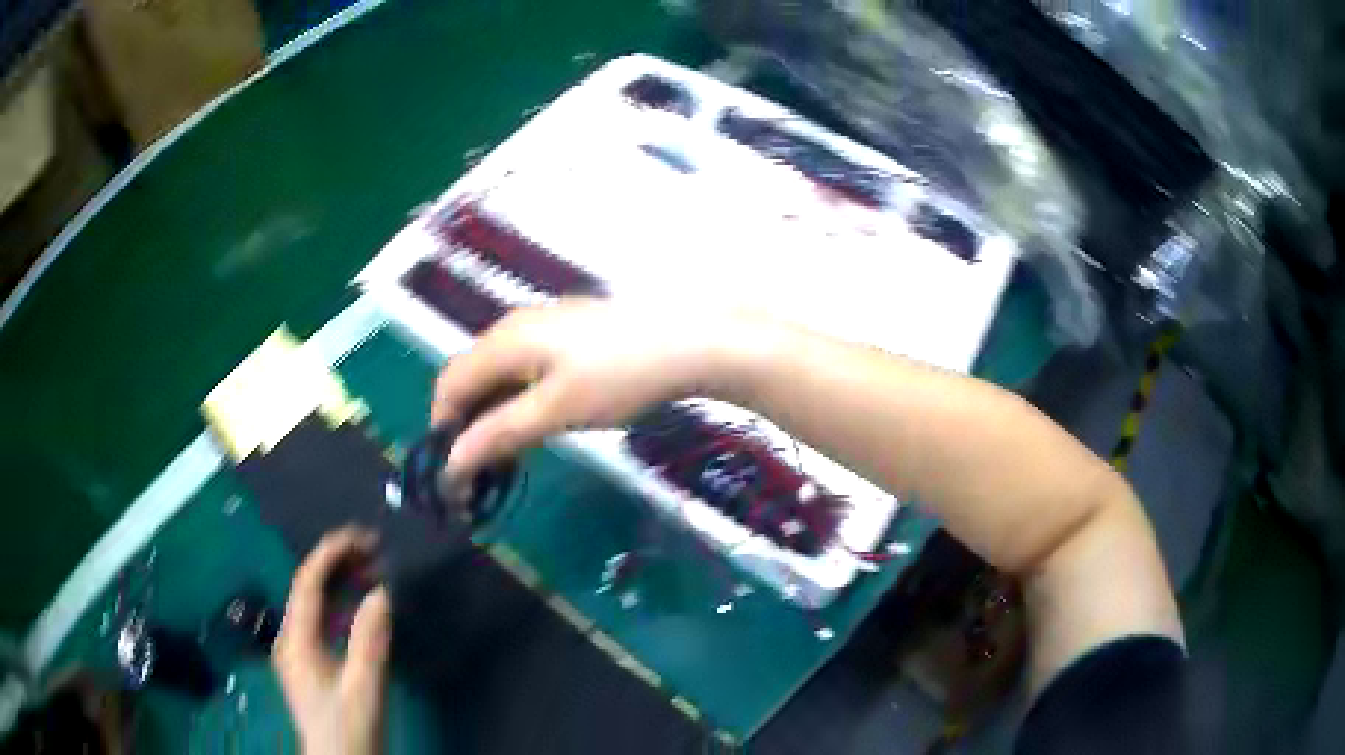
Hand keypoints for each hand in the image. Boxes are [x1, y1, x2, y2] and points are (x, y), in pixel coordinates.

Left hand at [274, 528, 391, 754]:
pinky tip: (358, 605)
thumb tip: (380, 592)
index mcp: (296, 640)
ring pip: (313, 603)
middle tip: (375, 550)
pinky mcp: (307, 663)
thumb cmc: (350, 730)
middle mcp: (290, 638)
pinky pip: (319, 620)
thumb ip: (370, 642)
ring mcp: (296, 651)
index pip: (308, 581)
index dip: (332, 552)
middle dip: (337, 562)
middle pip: (308, 587)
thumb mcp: (364, 689)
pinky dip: (339, 604)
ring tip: (371, 569)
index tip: (365, 537)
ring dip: (339, 582)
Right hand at [431, 298, 766, 481]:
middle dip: (467, 423)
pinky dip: (518, 399)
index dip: (443, 427)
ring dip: (493, 414)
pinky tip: (536, 422)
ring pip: (498, 373)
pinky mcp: (567, 334)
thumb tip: (451, 462)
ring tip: (509, 454)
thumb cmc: (619, 378)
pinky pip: (524, 367)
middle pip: (471, 376)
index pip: (450, 383)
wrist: (690, 344)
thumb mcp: (555, 411)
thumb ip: (499, 434)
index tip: (455, 471)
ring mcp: (543, 325)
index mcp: (504, 339)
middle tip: (483, 469)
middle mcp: (514, 325)